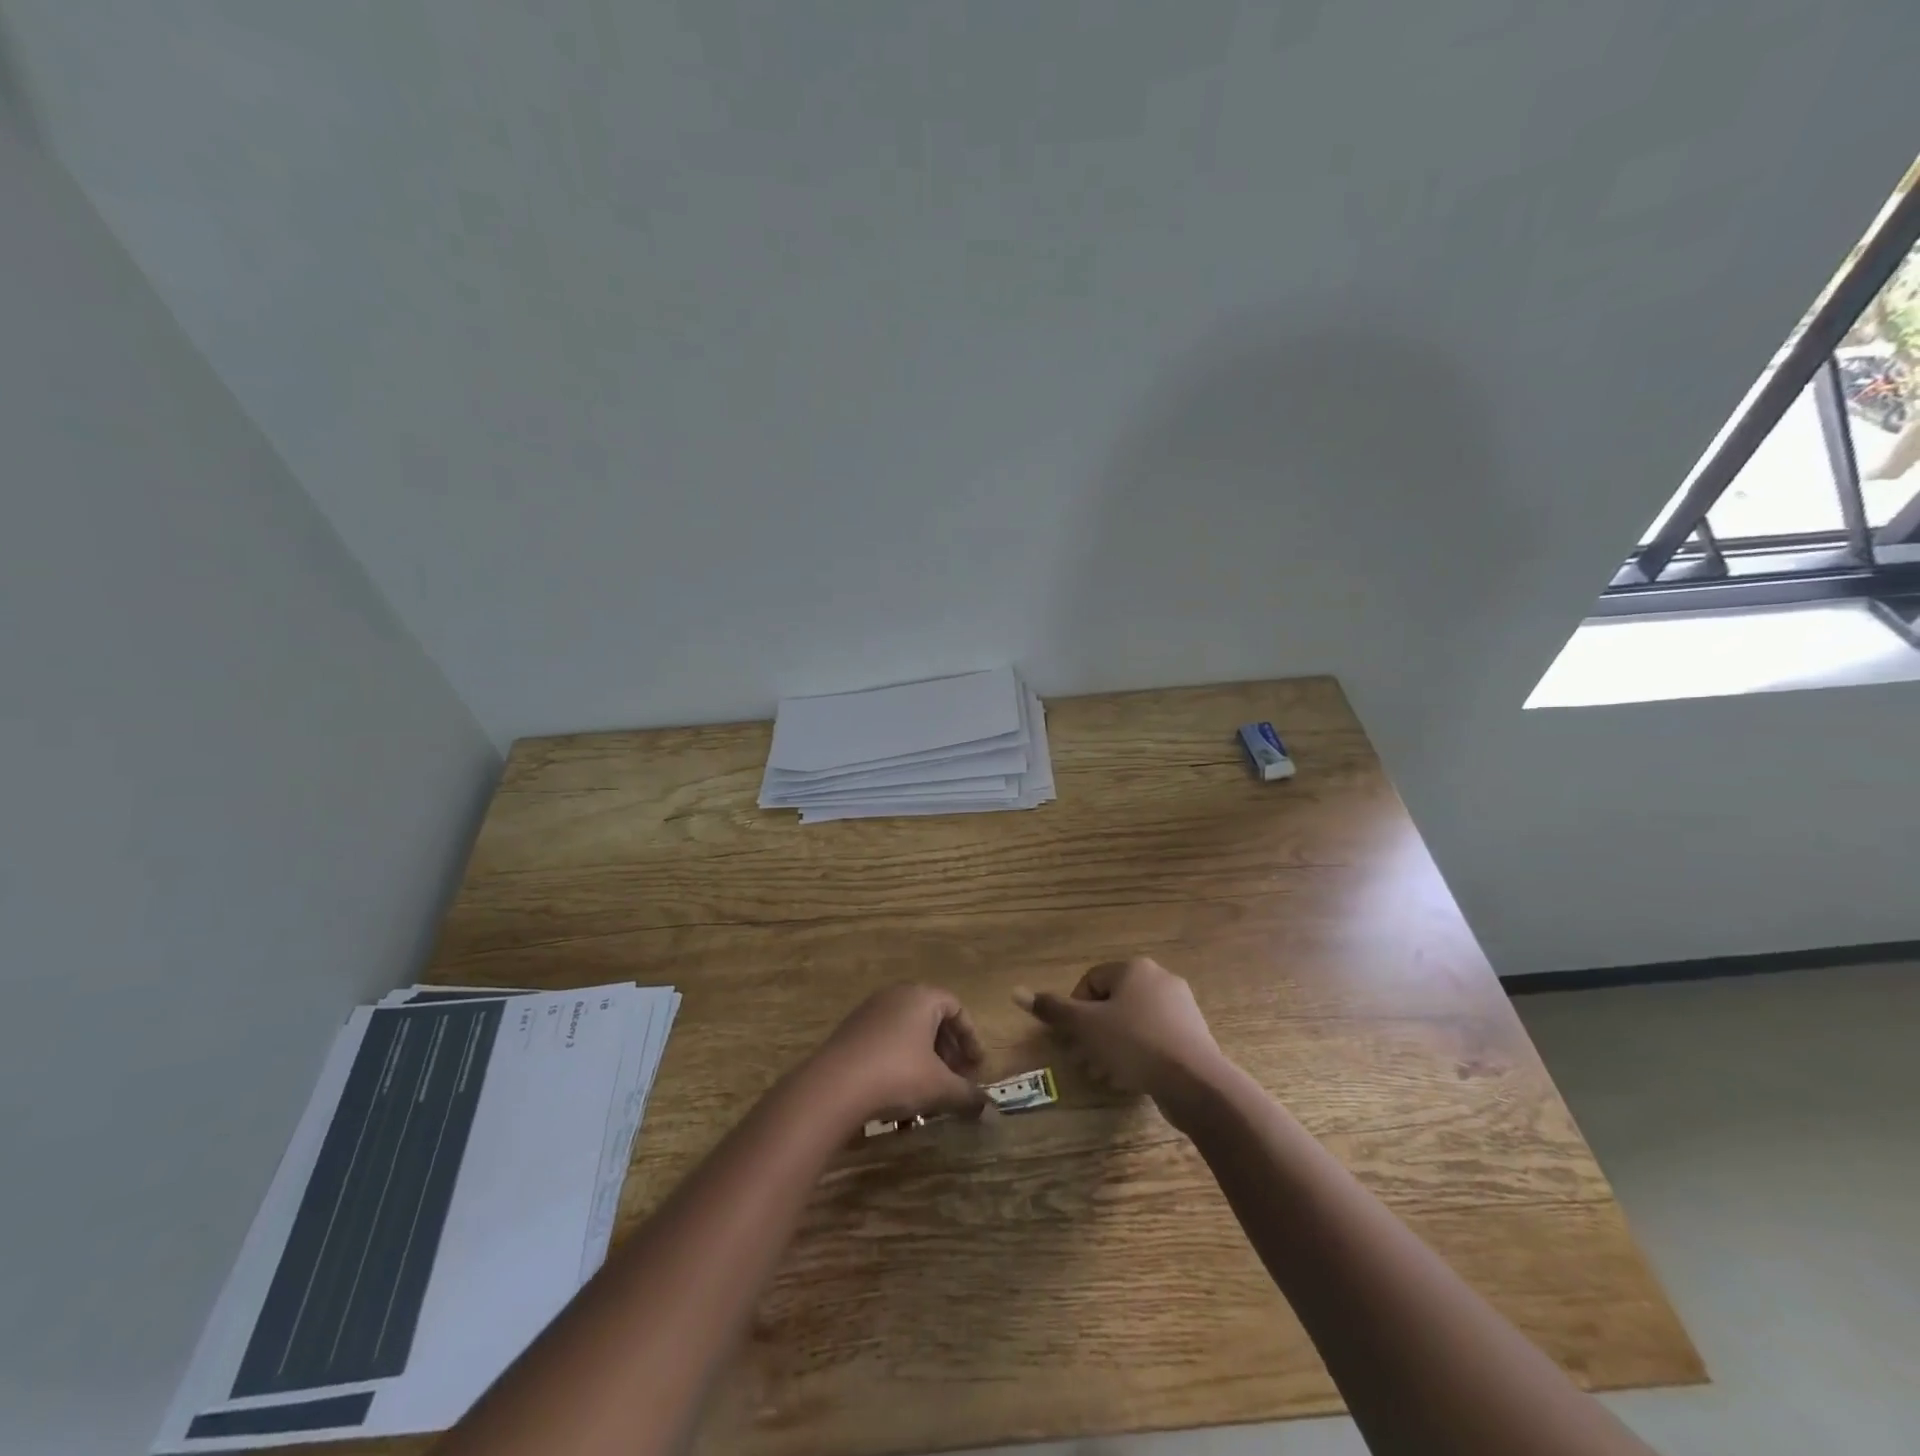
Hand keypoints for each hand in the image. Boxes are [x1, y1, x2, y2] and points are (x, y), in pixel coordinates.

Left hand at [802, 984, 987, 1127]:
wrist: (834, 1087)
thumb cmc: (897, 1075)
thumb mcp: (939, 1087)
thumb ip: (967, 1095)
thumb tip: (991, 1110)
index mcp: (921, 997)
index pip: (956, 1007)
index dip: (970, 1037)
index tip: (976, 1066)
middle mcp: (896, 995)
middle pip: (931, 1017)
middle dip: (948, 1048)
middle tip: (956, 1077)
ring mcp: (869, 1011)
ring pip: (908, 1029)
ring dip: (924, 1056)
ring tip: (930, 1087)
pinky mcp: (850, 1030)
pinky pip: (886, 1038)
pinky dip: (901, 1058)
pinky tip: (900, 1090)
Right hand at [1014, 957, 1227, 1103]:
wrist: (1196, 1081)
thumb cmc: (1134, 1044)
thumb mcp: (1085, 1026)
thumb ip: (1053, 1009)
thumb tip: (1015, 992)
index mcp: (1133, 968)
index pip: (1090, 982)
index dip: (1075, 1011)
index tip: (1072, 1039)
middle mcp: (1159, 978)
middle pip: (1112, 1003)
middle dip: (1093, 1033)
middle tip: (1083, 1061)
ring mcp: (1180, 1006)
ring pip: (1133, 1022)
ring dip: (1112, 1046)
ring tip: (1104, 1074)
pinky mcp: (1193, 1034)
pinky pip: (1154, 1038)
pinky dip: (1138, 1053)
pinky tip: (1131, 1078)